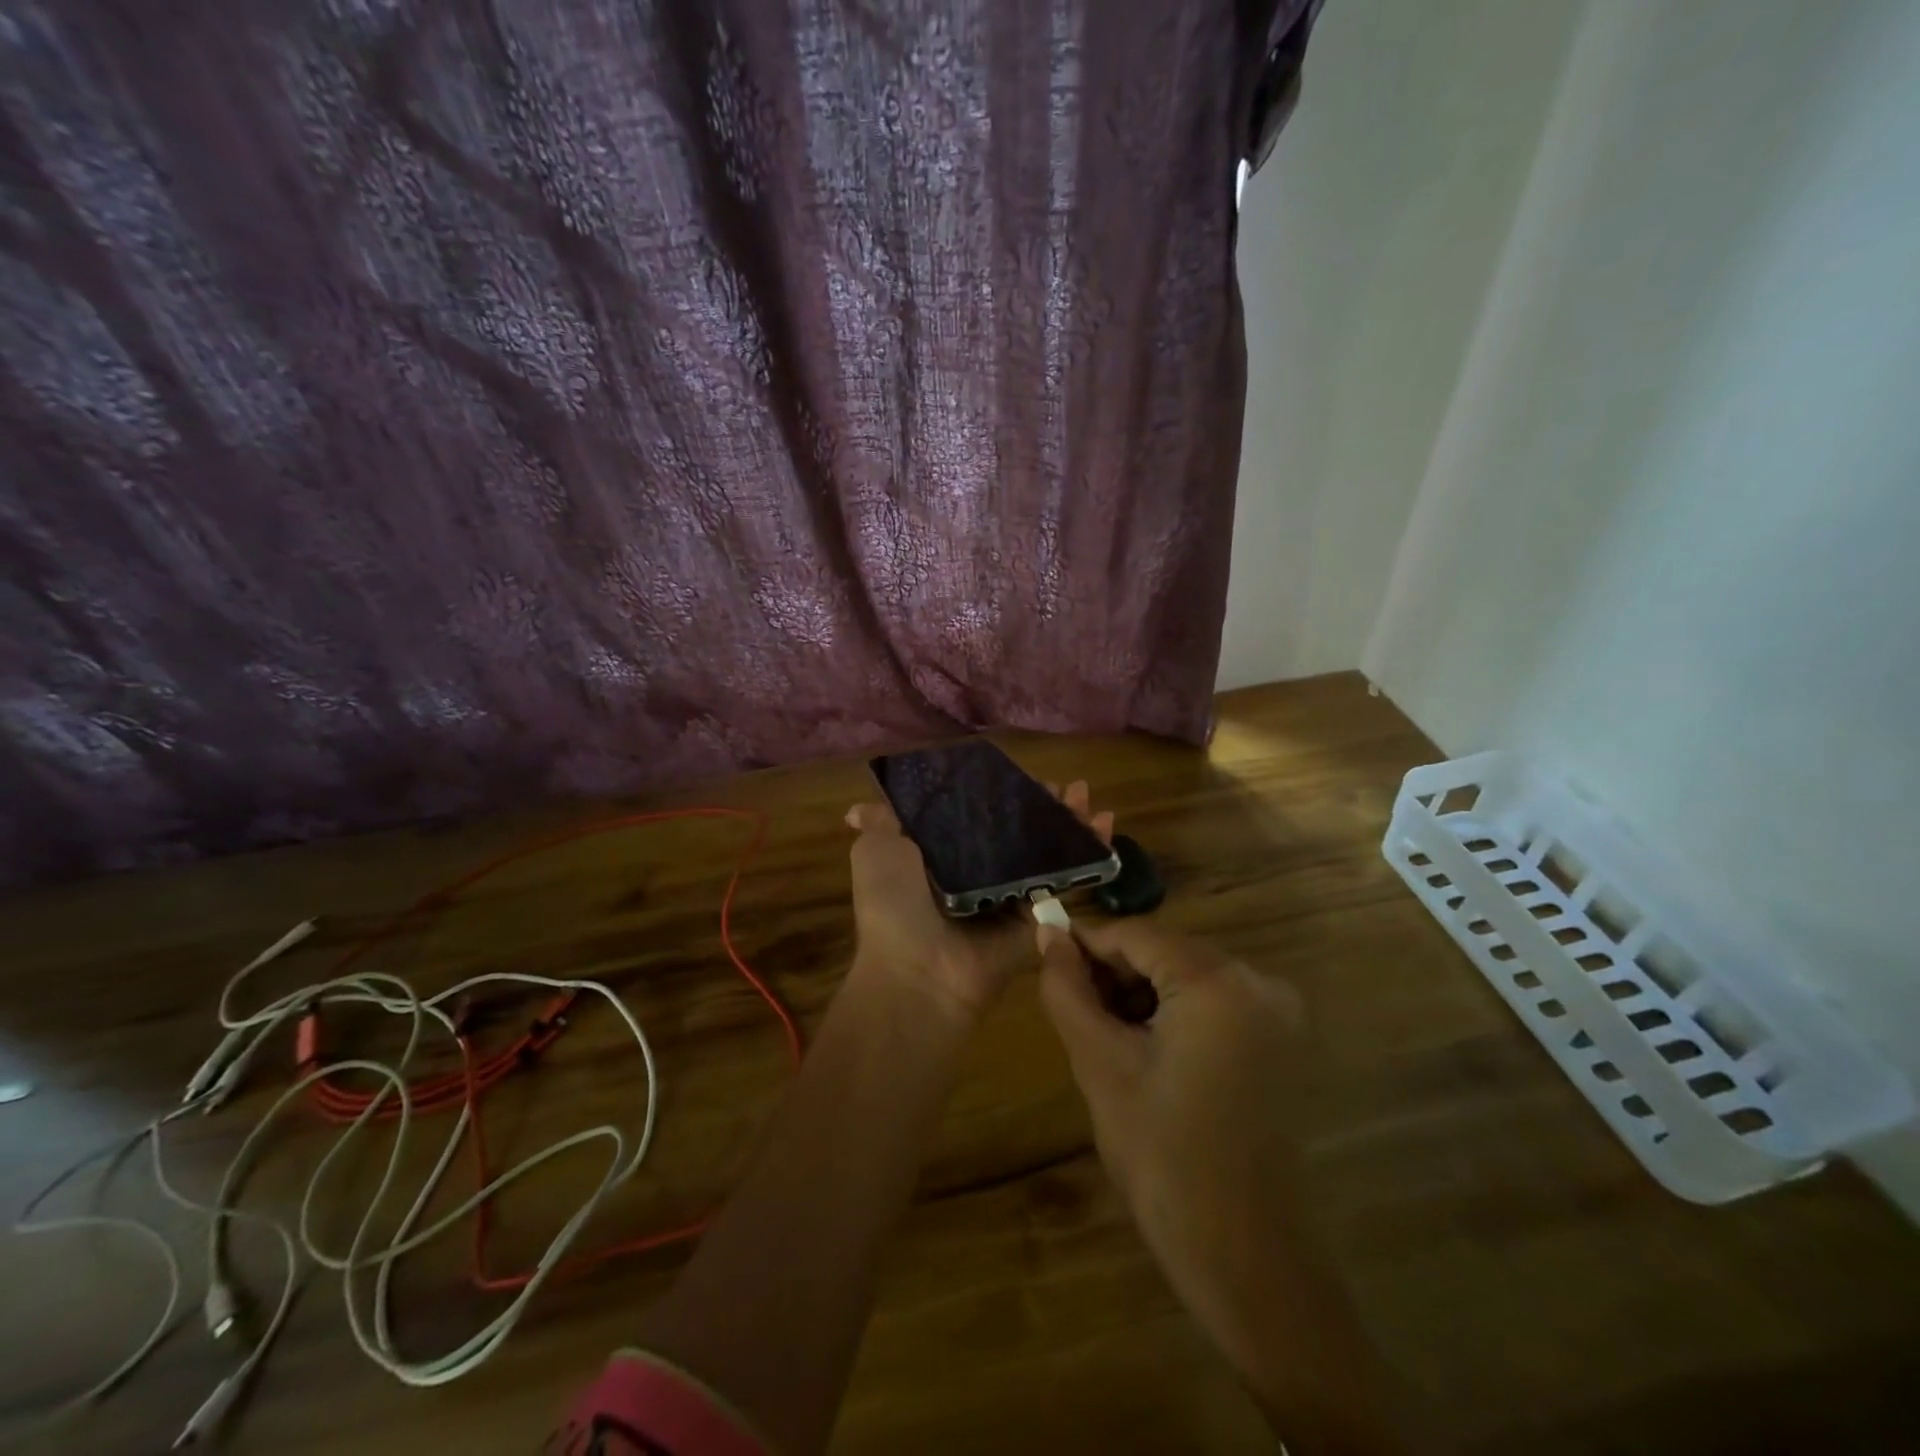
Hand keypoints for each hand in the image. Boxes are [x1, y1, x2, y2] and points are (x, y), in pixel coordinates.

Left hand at [845, 780, 1113, 1021]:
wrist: (919, 972)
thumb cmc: (894, 905)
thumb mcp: (876, 853)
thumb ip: (880, 825)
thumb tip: (854, 811)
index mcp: (941, 855)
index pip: (976, 814)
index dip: (999, 793)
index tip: (1020, 775)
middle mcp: (977, 872)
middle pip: (1017, 829)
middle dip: (1042, 805)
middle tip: (1065, 787)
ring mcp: (1009, 895)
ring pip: (1046, 849)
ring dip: (1070, 822)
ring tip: (1087, 797)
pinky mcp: (1036, 916)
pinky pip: (1065, 879)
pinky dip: (1088, 853)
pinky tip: (1103, 824)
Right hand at [1039, 922, 1410, 1451]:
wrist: (1250, 1260)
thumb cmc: (1165, 1159)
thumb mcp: (1101, 1065)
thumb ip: (1068, 990)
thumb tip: (1048, 935)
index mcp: (1217, 980)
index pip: (1134, 934)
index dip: (1084, 944)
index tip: (1045, 961)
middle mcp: (1258, 980)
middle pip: (1165, 951)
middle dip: (1114, 973)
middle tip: (1074, 1012)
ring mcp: (1278, 1012)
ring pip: (1187, 976)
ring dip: (1142, 995)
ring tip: (1106, 1038)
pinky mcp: (1281, 1041)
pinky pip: (1215, 1003)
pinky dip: (1175, 1014)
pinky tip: (1148, 1053)